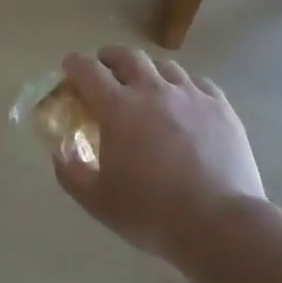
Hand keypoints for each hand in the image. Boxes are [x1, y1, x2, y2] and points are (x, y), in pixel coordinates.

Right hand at [52, 48, 266, 264]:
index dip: (75, 64)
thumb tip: (60, 152)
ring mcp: (190, 95)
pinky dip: (184, 85)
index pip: (88, 69)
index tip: (70, 69)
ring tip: (147, 86)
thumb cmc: (152, 213)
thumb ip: (71, 173)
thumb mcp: (98, 201)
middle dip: (110, 58)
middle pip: (127, 57)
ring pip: (164, 66)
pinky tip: (185, 101)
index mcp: (118, 107)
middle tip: (106, 71)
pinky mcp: (221, 108)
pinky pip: (198, 83)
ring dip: (148, 71)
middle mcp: (152, 90)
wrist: (220, 225)